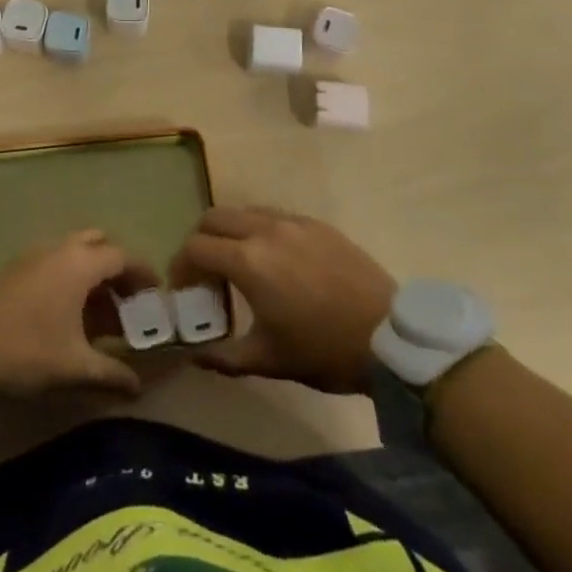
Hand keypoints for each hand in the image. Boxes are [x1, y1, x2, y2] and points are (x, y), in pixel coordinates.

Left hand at [0, 231, 156, 399]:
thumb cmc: (25, 350)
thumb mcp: (74, 367)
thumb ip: (110, 373)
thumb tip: (137, 386)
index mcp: (80, 263)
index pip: (122, 256)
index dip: (143, 274)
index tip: (157, 296)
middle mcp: (59, 250)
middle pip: (98, 245)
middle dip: (117, 269)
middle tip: (129, 301)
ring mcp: (33, 257)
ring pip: (74, 255)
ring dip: (92, 277)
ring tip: (103, 317)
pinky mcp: (15, 271)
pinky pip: (54, 266)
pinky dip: (70, 282)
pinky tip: (69, 319)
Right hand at [171, 206, 396, 393]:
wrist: (390, 337)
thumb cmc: (324, 350)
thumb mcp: (269, 360)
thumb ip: (224, 357)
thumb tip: (193, 356)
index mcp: (248, 261)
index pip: (196, 247)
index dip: (180, 266)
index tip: (181, 288)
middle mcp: (265, 230)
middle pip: (214, 217)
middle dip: (200, 240)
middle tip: (203, 270)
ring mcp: (294, 222)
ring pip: (245, 211)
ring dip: (230, 231)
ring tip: (237, 261)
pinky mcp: (317, 224)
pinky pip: (275, 215)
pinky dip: (259, 229)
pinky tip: (273, 257)